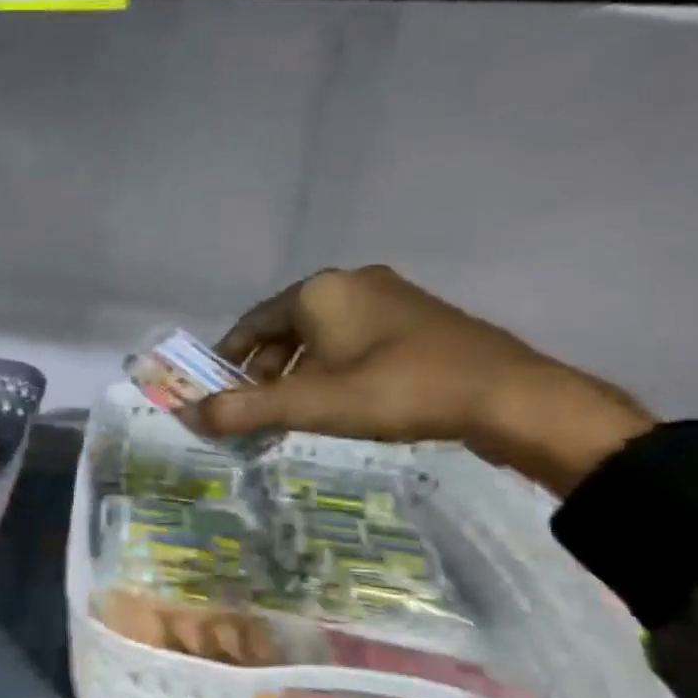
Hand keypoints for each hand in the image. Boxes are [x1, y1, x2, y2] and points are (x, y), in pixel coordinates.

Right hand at [189, 265, 653, 496]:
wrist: (508, 395)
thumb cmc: (397, 390)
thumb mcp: (310, 404)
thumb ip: (244, 409)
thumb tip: (189, 415)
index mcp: (318, 291)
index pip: (251, 323)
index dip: (228, 358)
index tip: (216, 390)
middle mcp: (350, 282)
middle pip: (285, 326)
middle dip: (264, 368)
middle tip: (256, 407)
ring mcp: (390, 296)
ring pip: (321, 333)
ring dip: (298, 369)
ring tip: (295, 408)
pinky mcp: (418, 318)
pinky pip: (355, 337)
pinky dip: (333, 365)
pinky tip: (342, 397)